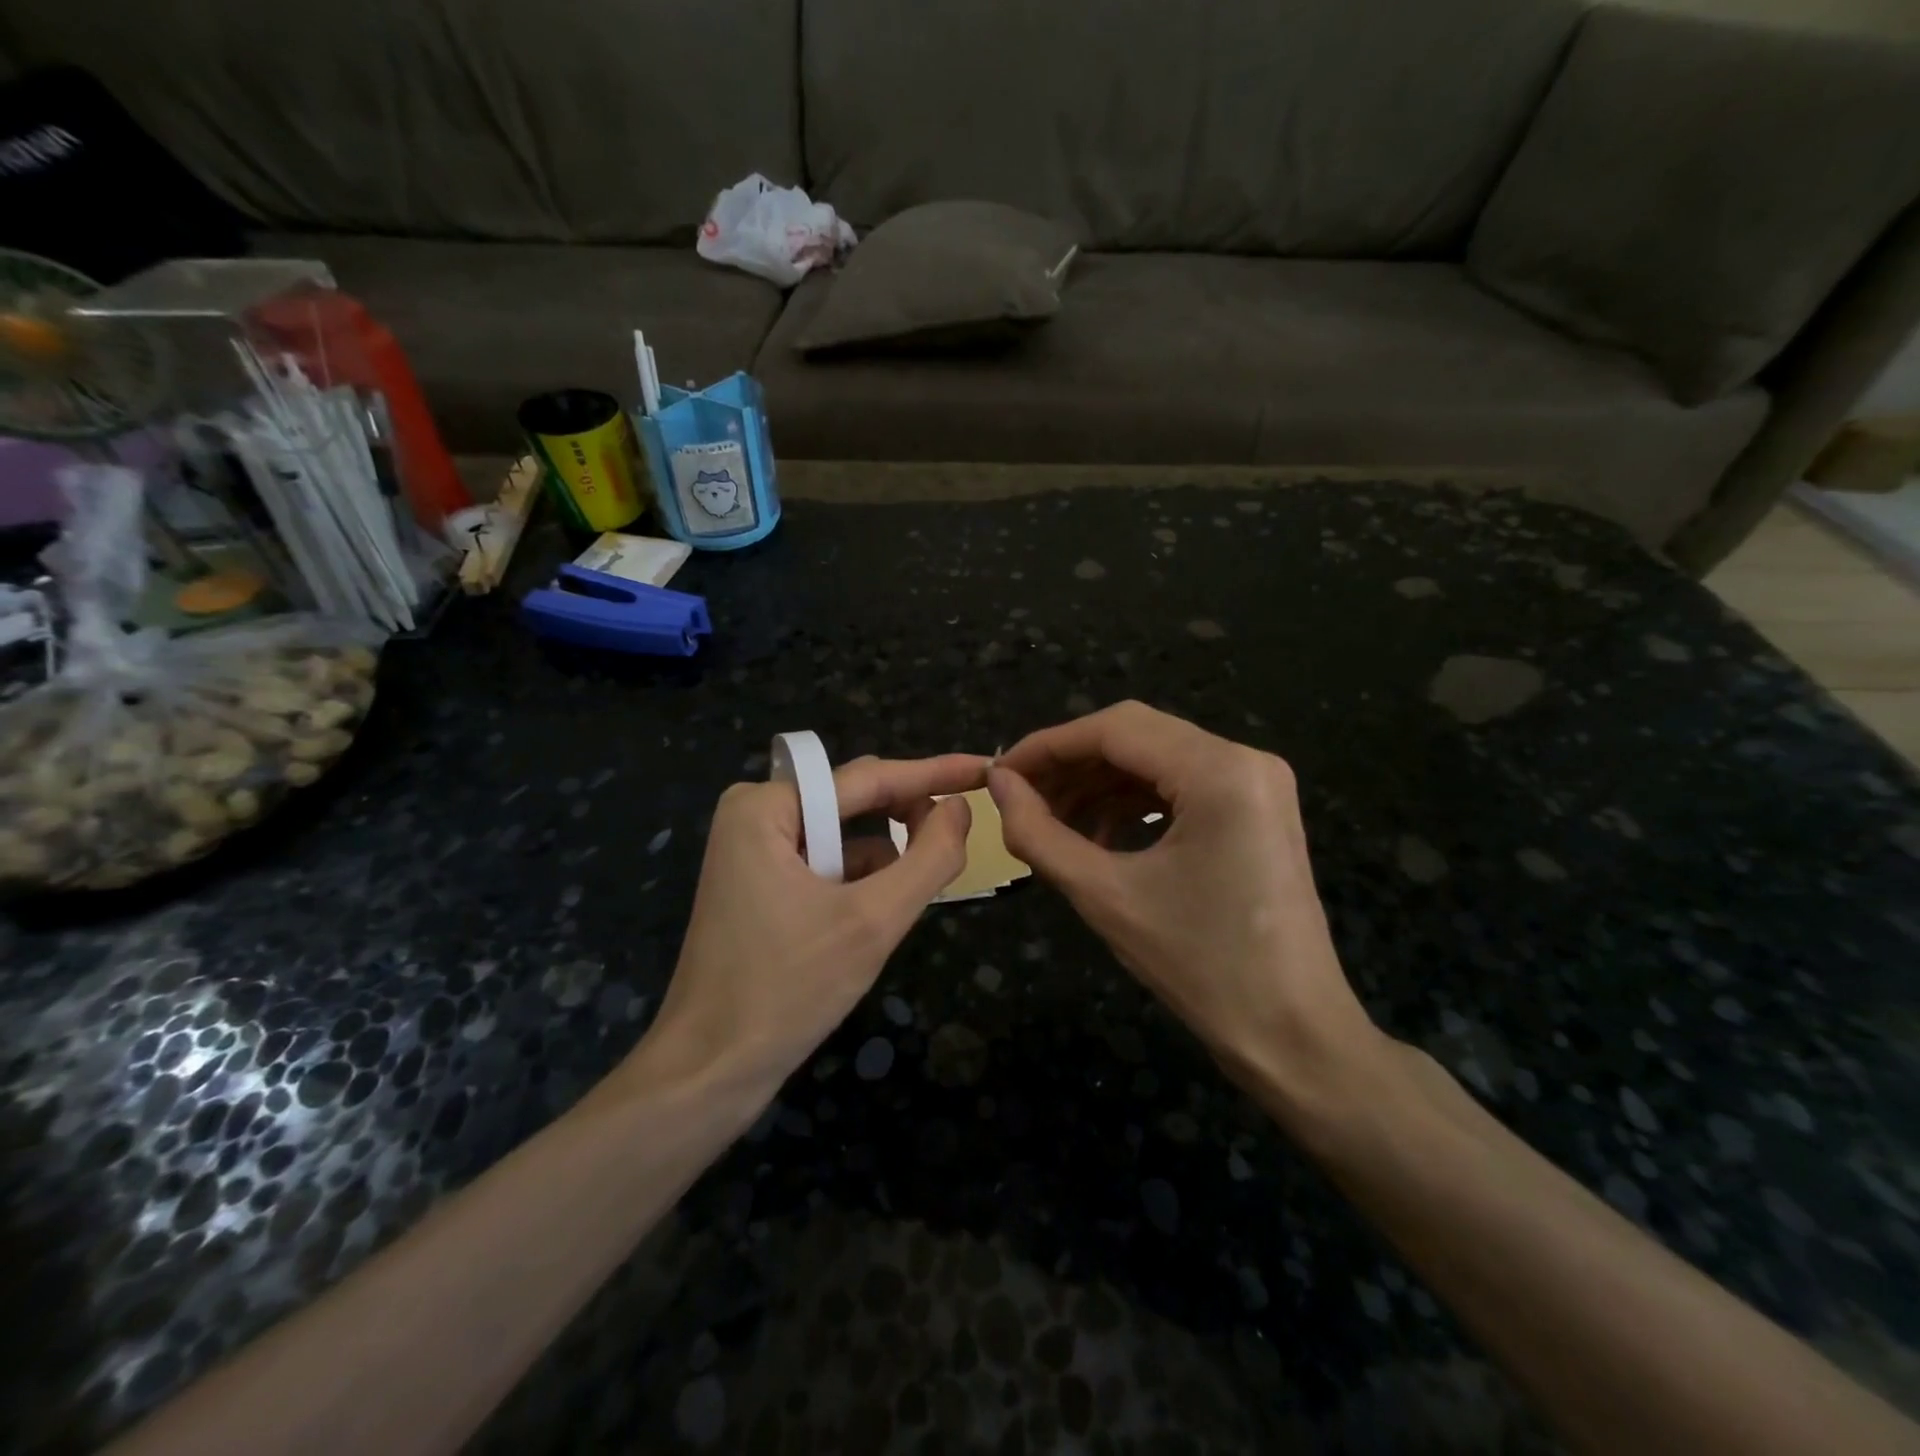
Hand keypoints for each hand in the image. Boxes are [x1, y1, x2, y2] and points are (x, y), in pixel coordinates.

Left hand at [632, 755, 984, 1097]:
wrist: (708, 1073)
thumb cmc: (786, 990)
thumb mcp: (872, 922)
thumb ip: (928, 858)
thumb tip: (960, 807)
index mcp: (766, 807)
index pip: (869, 778)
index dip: (934, 773)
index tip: (986, 769)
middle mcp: (755, 814)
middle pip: (855, 801)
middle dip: (908, 819)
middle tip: (962, 838)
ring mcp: (753, 850)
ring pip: (844, 836)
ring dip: (885, 860)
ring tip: (920, 889)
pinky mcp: (759, 884)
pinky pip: (826, 863)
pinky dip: (860, 882)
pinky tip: (879, 915)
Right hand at [989, 702, 1385, 1118]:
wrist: (1293, 1034)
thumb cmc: (1201, 968)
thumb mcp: (1106, 896)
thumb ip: (1040, 834)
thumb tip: (999, 786)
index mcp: (1219, 771)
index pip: (1114, 729)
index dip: (1048, 746)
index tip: (999, 774)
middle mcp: (1244, 759)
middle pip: (1136, 736)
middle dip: (1071, 764)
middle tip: (1019, 798)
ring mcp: (1256, 782)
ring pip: (1155, 759)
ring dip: (1098, 785)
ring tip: (1049, 822)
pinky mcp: (1255, 808)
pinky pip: (1179, 785)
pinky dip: (1131, 803)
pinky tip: (1096, 836)